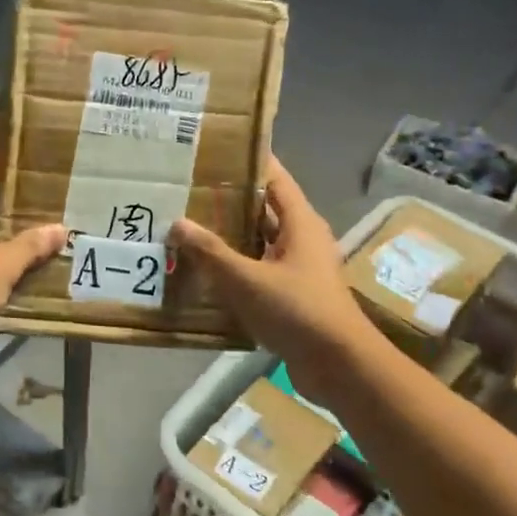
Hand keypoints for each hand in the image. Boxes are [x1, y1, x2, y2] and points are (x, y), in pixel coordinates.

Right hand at [168, 157, 367, 380]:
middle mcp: (303, 239)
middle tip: (191, 190)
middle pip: (265, 210)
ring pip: (260, 242)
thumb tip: (177, 223)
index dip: (250, 162)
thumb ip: (210, 251)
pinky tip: (207, 270)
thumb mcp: (246, 279)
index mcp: (301, 223)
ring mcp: (300, 268)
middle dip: (231, 201)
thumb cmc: (296, 310)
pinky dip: (237, 267)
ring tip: (190, 227)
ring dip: (231, 236)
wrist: (339, 364)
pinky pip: (260, 270)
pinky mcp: (293, 294)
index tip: (218, 150)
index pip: (275, 179)